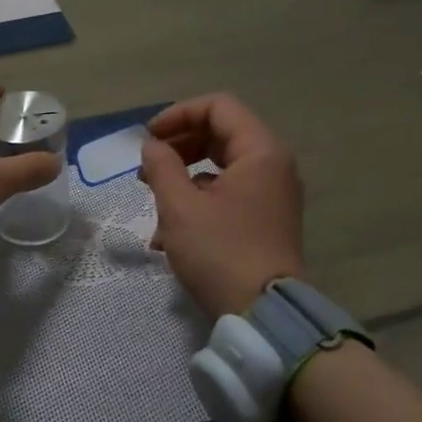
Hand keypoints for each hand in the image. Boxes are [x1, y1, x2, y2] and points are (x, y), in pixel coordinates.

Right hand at [140, 94, 305, 318]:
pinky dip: (198, 199)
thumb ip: (161, 166)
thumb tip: (152, 146)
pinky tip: (169, 230)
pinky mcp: (265, 219)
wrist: (262, 314)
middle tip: (147, 166)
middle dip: (179, 146)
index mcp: (260, 152)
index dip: (178, 115)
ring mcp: (272, 194)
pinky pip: (229, 193)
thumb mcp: (179, 206)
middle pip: (221, 134)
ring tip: (153, 198)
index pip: (218, 107)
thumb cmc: (219, 252)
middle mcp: (273, 166)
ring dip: (183, 175)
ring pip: (221, 166)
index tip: (149, 138)